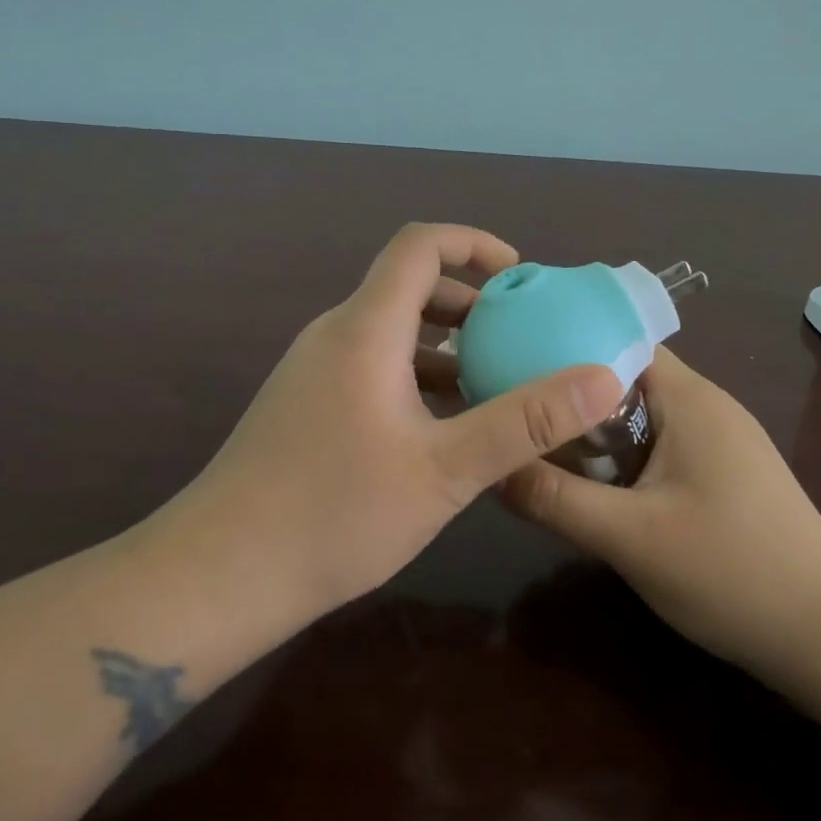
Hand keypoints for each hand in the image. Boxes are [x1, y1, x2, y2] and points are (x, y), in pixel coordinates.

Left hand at [158, 224, 621, 619]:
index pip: (420, 245)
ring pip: (390, 330)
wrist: (217, 576)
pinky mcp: (306, 403)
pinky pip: (371, 364)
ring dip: (445, 343)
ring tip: (495, 382)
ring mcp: (314, 369)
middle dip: (470, 300)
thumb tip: (602, 379)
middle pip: (408, 285)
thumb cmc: (335, 514)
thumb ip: (525, 421)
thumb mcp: (446, 470)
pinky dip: (416, 374)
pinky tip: (443, 427)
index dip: (474, 244)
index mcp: (366, 328)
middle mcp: (336, 334)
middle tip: (521, 335)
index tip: (520, 277)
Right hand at [501, 346, 820, 673]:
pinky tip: (595, 483)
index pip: (618, 341)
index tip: (515, 360)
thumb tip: (492, 469)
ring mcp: (719, 439)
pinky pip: (660, 442)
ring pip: (641, 413)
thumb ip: (556, 500)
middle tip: (517, 408)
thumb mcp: (629, 538)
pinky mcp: (724, 471)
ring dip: (596, 426)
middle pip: (625, 376)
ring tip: (541, 441)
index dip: (565, 343)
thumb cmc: (732, 572)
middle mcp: (706, 404)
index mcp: (689, 397)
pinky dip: (623, 452)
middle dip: (572, 391)